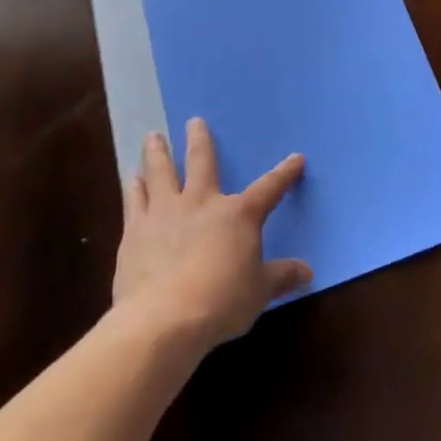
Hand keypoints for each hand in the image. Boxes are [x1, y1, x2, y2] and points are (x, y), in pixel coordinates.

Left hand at [112, 118, 311, 352]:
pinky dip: (134, 187)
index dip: (285, 174)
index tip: (296, 158)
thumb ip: (282, 276)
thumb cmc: (221, 302)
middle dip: (200, 140)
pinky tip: (132, 178)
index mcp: (239, 214)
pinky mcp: (135, 231)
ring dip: (158, 154)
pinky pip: (134, 201)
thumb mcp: (260, 292)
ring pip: (161, 172)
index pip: (269, 188)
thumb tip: (308, 271)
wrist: (163, 319)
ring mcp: (165, 213)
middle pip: (202, 162)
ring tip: (153, 137)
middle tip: (194, 121)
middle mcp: (202, 202)